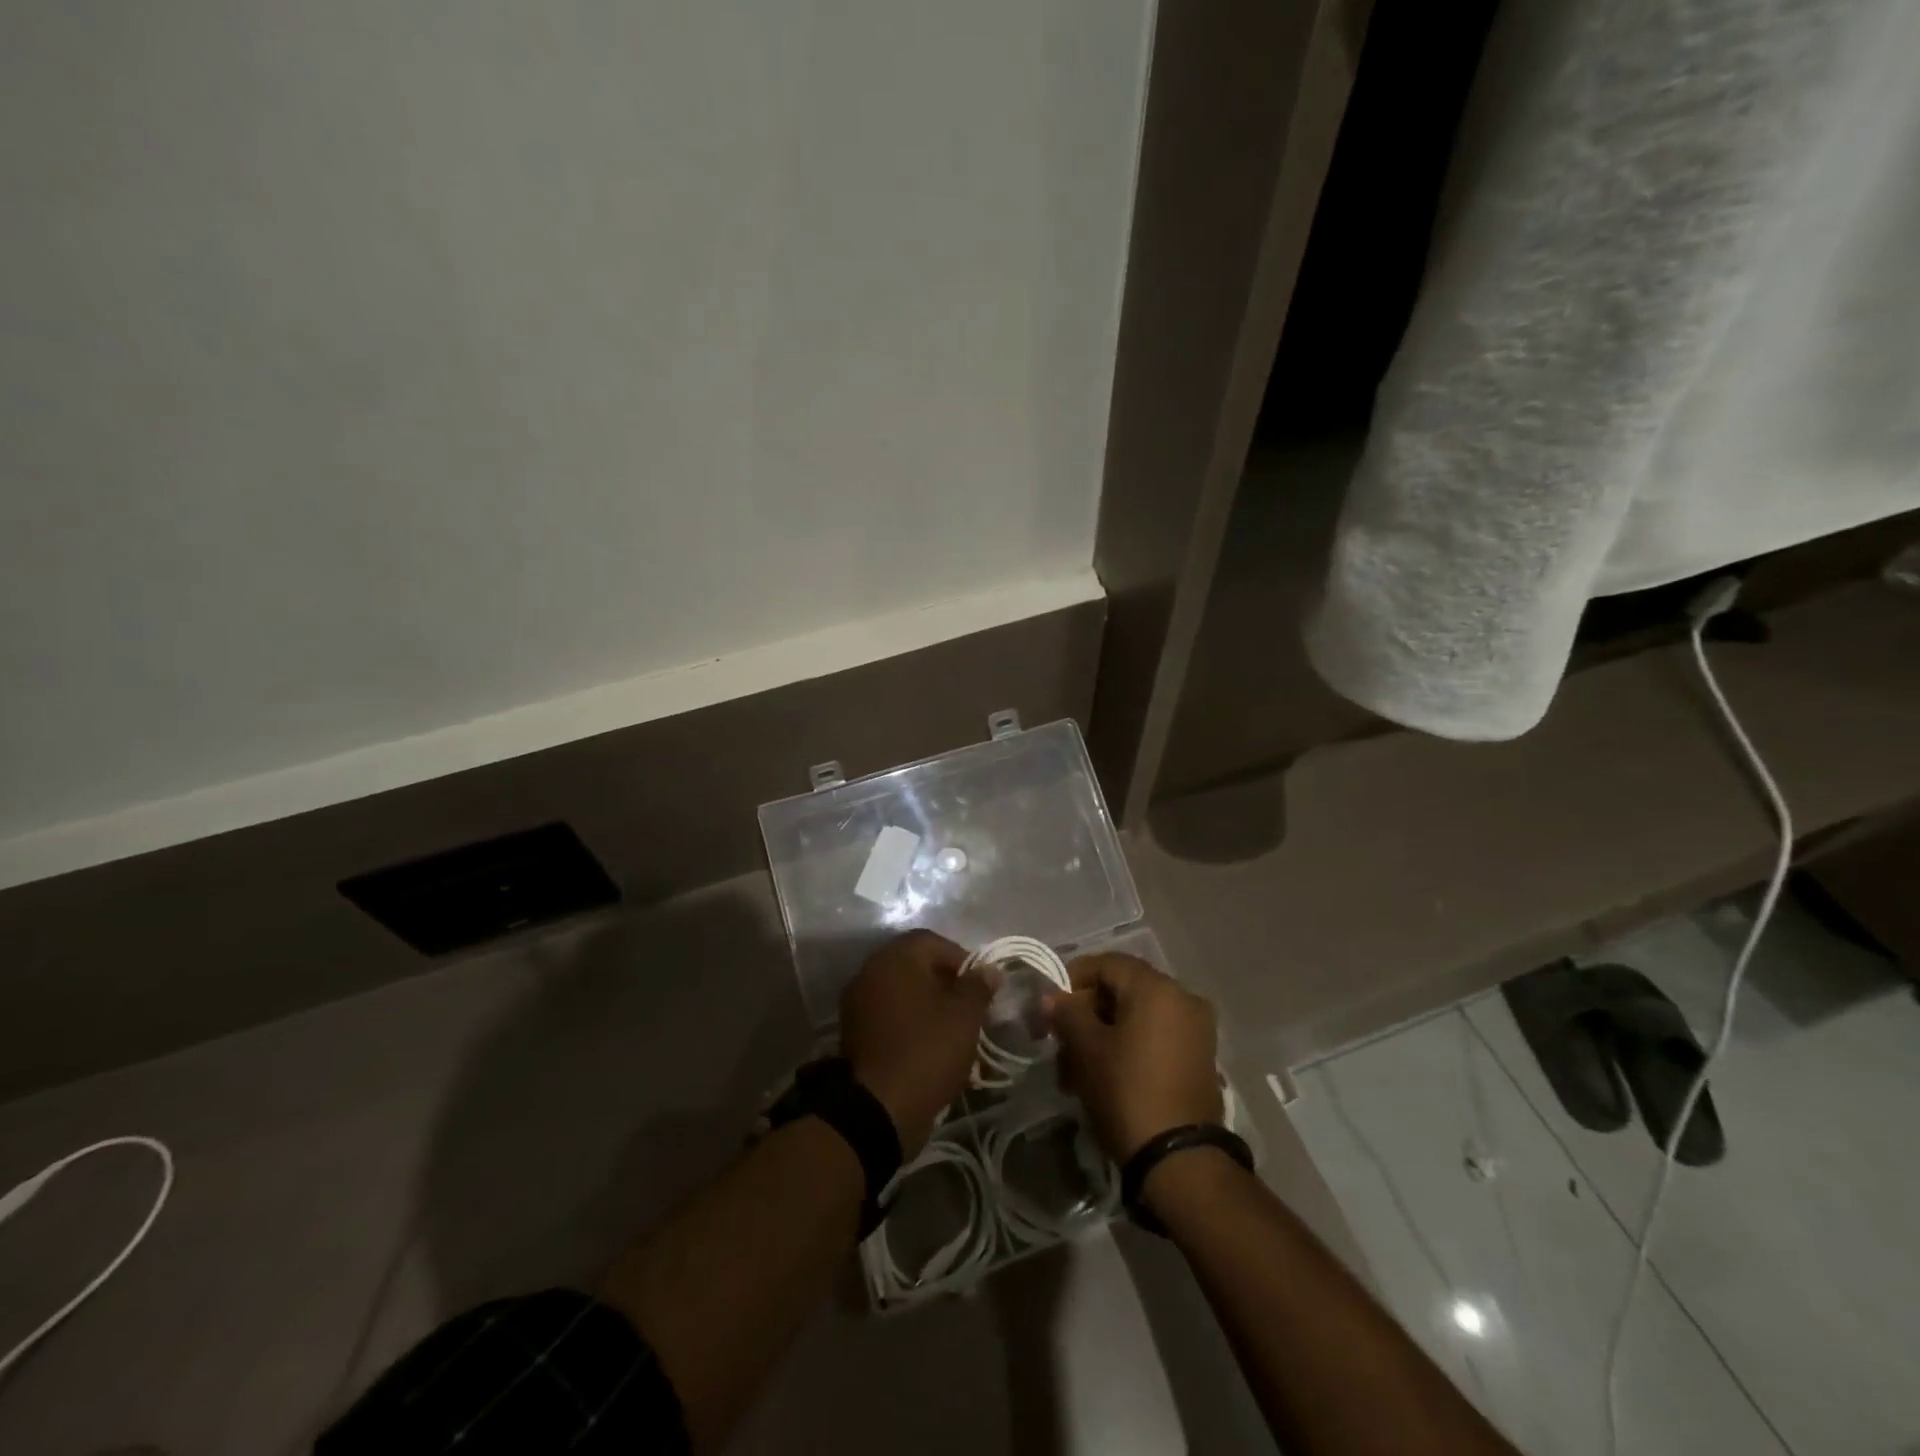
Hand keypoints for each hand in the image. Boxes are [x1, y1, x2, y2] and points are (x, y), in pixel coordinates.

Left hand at [840, 930, 993, 1156]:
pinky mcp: (854, 1031)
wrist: (879, 1108)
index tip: (980, 986)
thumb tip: (989, 970)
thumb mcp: (965, 1016)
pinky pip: (888, 1014)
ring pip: (901, 991)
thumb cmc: (927, 1050)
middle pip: (914, 964)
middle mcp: (871, 970)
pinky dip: (908, 1022)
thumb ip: (978, 986)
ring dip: (926, 1002)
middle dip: (944, 981)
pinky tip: (927, 1044)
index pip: (933, 942)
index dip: (961, 959)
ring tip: (951, 1028)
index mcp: (896, 958)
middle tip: (967, 1007)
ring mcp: (857, 1001)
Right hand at [1046, 953, 1222, 1162]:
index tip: (1050, 1006)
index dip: (1073, 978)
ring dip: (1104, 1032)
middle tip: (1060, 1039)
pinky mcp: (1200, 1057)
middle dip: (1086, 1010)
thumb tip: (1051, 996)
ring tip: (1076, 1068)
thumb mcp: (1087, 1049)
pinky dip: (1129, 1045)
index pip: (1106, 963)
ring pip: (1137, 1015)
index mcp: (1157, 988)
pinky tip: (1105, 1074)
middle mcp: (1183, 997)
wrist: (1180, 1160)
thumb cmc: (1127, 1091)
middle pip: (1123, 988)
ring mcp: (1196, 1028)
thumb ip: (1066, 1012)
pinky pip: (1156, 1035)